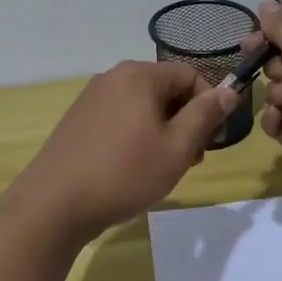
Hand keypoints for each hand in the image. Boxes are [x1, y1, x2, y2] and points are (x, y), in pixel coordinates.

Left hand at [10, 61, 237, 242]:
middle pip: (166, 89)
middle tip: (191, 160)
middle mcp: (113, 77)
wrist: (53, 205)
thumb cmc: (124, 174)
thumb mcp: (176, 148)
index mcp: (139, 75)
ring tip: (164, 168)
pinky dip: (137, 136)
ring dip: (164, 131)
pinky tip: (134, 168)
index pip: (191, 75)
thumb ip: (205, 116)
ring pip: (143, 106)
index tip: (213, 142)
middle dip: (186, 121)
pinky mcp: (78, 120)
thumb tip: (228, 91)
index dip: (210, 105)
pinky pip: (121, 118)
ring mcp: (91, 98)